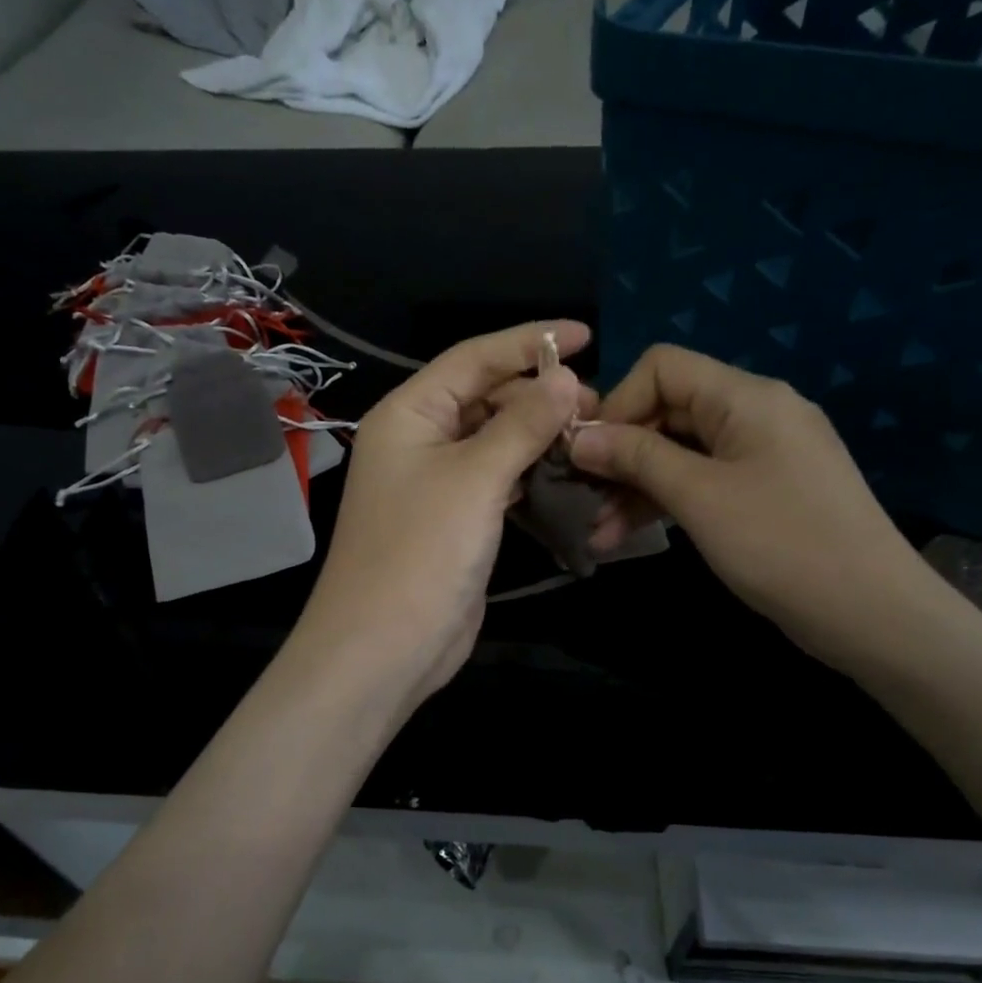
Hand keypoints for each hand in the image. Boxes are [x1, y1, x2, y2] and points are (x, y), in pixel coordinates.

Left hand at [295, 321, 585, 711]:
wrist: (383, 648)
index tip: (586, 334)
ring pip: (495, 441)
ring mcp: (436, 482)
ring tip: (591, 435)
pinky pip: (498, 480)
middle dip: (539, 395)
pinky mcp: (455, 519)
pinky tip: (568, 473)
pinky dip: (530, 473)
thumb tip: (566, 377)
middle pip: (485, 398)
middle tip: (598, 403)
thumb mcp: (476, 478)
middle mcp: (419, 439)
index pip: (473, 358)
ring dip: (538, 435)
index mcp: (409, 414)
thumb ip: (523, 424)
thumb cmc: (422, 551)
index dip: (529, 342)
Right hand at [568, 344, 937, 674]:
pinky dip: (665, 503)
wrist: (874, 615)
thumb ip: (636, 457)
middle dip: (619, 453)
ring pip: (680, 453)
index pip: (663, 368)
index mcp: (746, 397)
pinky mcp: (763, 492)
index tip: (587, 452)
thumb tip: (578, 437)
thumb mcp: (699, 496)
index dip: (618, 403)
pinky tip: (626, 536)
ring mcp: (761, 455)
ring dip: (635, 487)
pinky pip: (702, 481)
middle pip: (668, 411)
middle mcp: (755, 414)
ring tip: (596, 533)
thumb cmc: (782, 544)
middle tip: (580, 496)